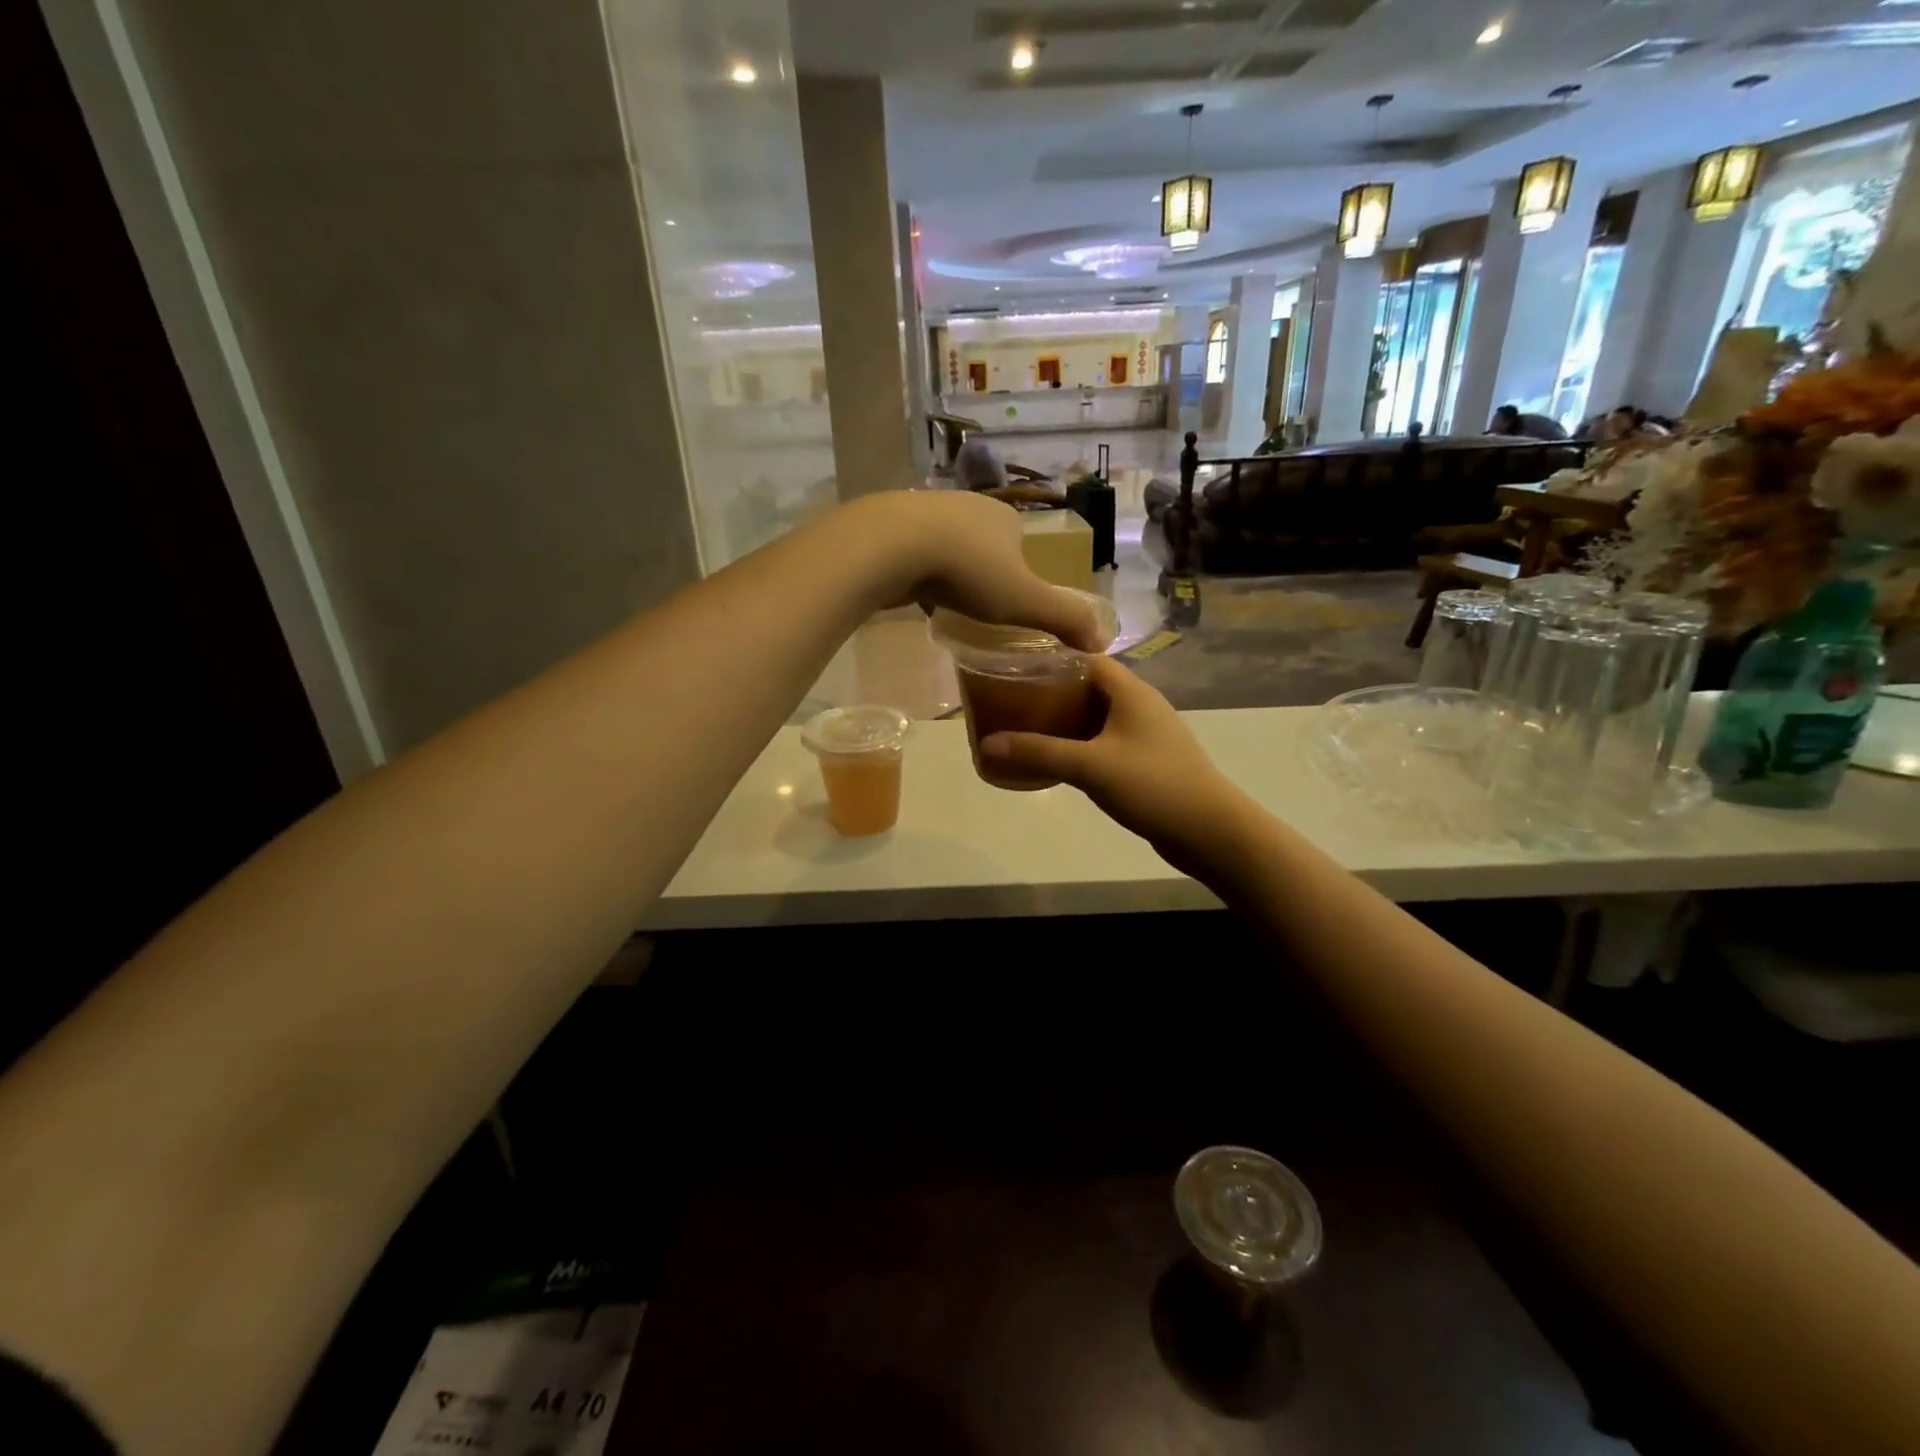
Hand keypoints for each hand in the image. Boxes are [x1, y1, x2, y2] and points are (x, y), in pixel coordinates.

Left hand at [852, 491, 1106, 650]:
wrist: (892, 546)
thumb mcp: (1024, 601)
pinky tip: (912, 592)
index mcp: (1004, 517)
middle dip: (982, 573)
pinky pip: (913, 553)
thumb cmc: (967, 571)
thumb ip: (1063, 619)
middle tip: (978, 609)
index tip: (1011, 604)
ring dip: (947, 570)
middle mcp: (968, 506)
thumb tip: (1103, 642)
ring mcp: (926, 511)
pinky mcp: (891, 525)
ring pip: (945, 546)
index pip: (1020, 544)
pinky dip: (917, 571)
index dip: (1020, 574)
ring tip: (945, 602)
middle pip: (982, 544)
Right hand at [978, 656, 1251, 875]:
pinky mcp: (1148, 761)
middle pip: (1090, 686)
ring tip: (1026, 727)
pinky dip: (1081, 745)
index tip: (1015, 666)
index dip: (1053, 658)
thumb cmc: (1152, 785)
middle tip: (1013, 700)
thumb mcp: (1090, 766)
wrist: (1210, 831)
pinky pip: (1106, 742)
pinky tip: (1059, 760)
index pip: (1087, 658)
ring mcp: (1147, 735)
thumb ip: (1039, 752)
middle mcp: (1141, 705)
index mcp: (1132, 692)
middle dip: (1053, 691)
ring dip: (1067, 720)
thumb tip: (987, 744)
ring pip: (1098, 717)